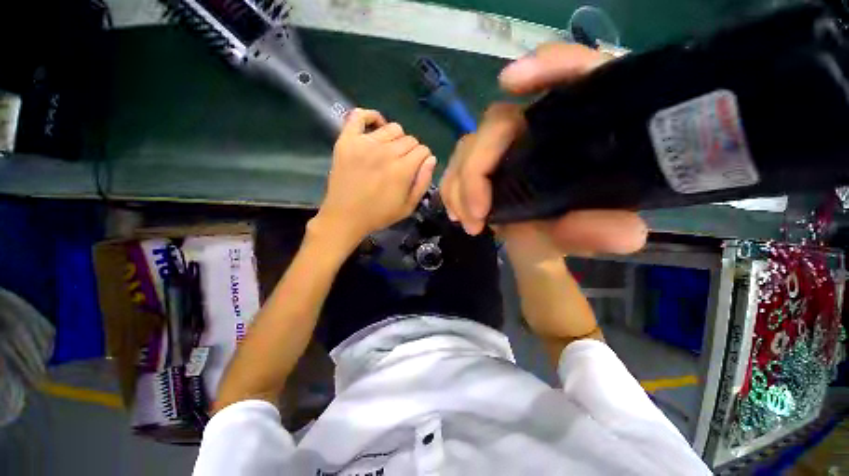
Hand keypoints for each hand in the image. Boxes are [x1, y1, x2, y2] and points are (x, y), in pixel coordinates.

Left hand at [314, 108, 436, 247]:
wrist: (345, 217)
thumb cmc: (379, 215)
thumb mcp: (408, 206)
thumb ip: (423, 182)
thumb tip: (431, 159)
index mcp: (402, 169)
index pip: (423, 150)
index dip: (423, 159)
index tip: (417, 168)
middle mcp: (386, 152)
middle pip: (410, 139)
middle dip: (411, 151)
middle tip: (402, 164)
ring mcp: (364, 143)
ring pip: (392, 127)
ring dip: (396, 138)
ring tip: (389, 152)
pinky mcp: (347, 140)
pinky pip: (359, 115)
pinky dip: (370, 117)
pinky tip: (375, 128)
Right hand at [440, 43, 646, 256]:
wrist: (550, 244)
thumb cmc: (579, 230)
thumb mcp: (597, 234)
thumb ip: (606, 232)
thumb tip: (610, 230)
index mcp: (581, 131)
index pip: (578, 77)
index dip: (550, 66)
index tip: (510, 83)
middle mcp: (540, 129)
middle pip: (498, 121)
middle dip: (477, 168)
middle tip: (477, 213)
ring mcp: (507, 147)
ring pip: (470, 145)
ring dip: (460, 185)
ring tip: (469, 221)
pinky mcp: (486, 165)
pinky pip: (459, 166)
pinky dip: (452, 188)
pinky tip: (457, 212)